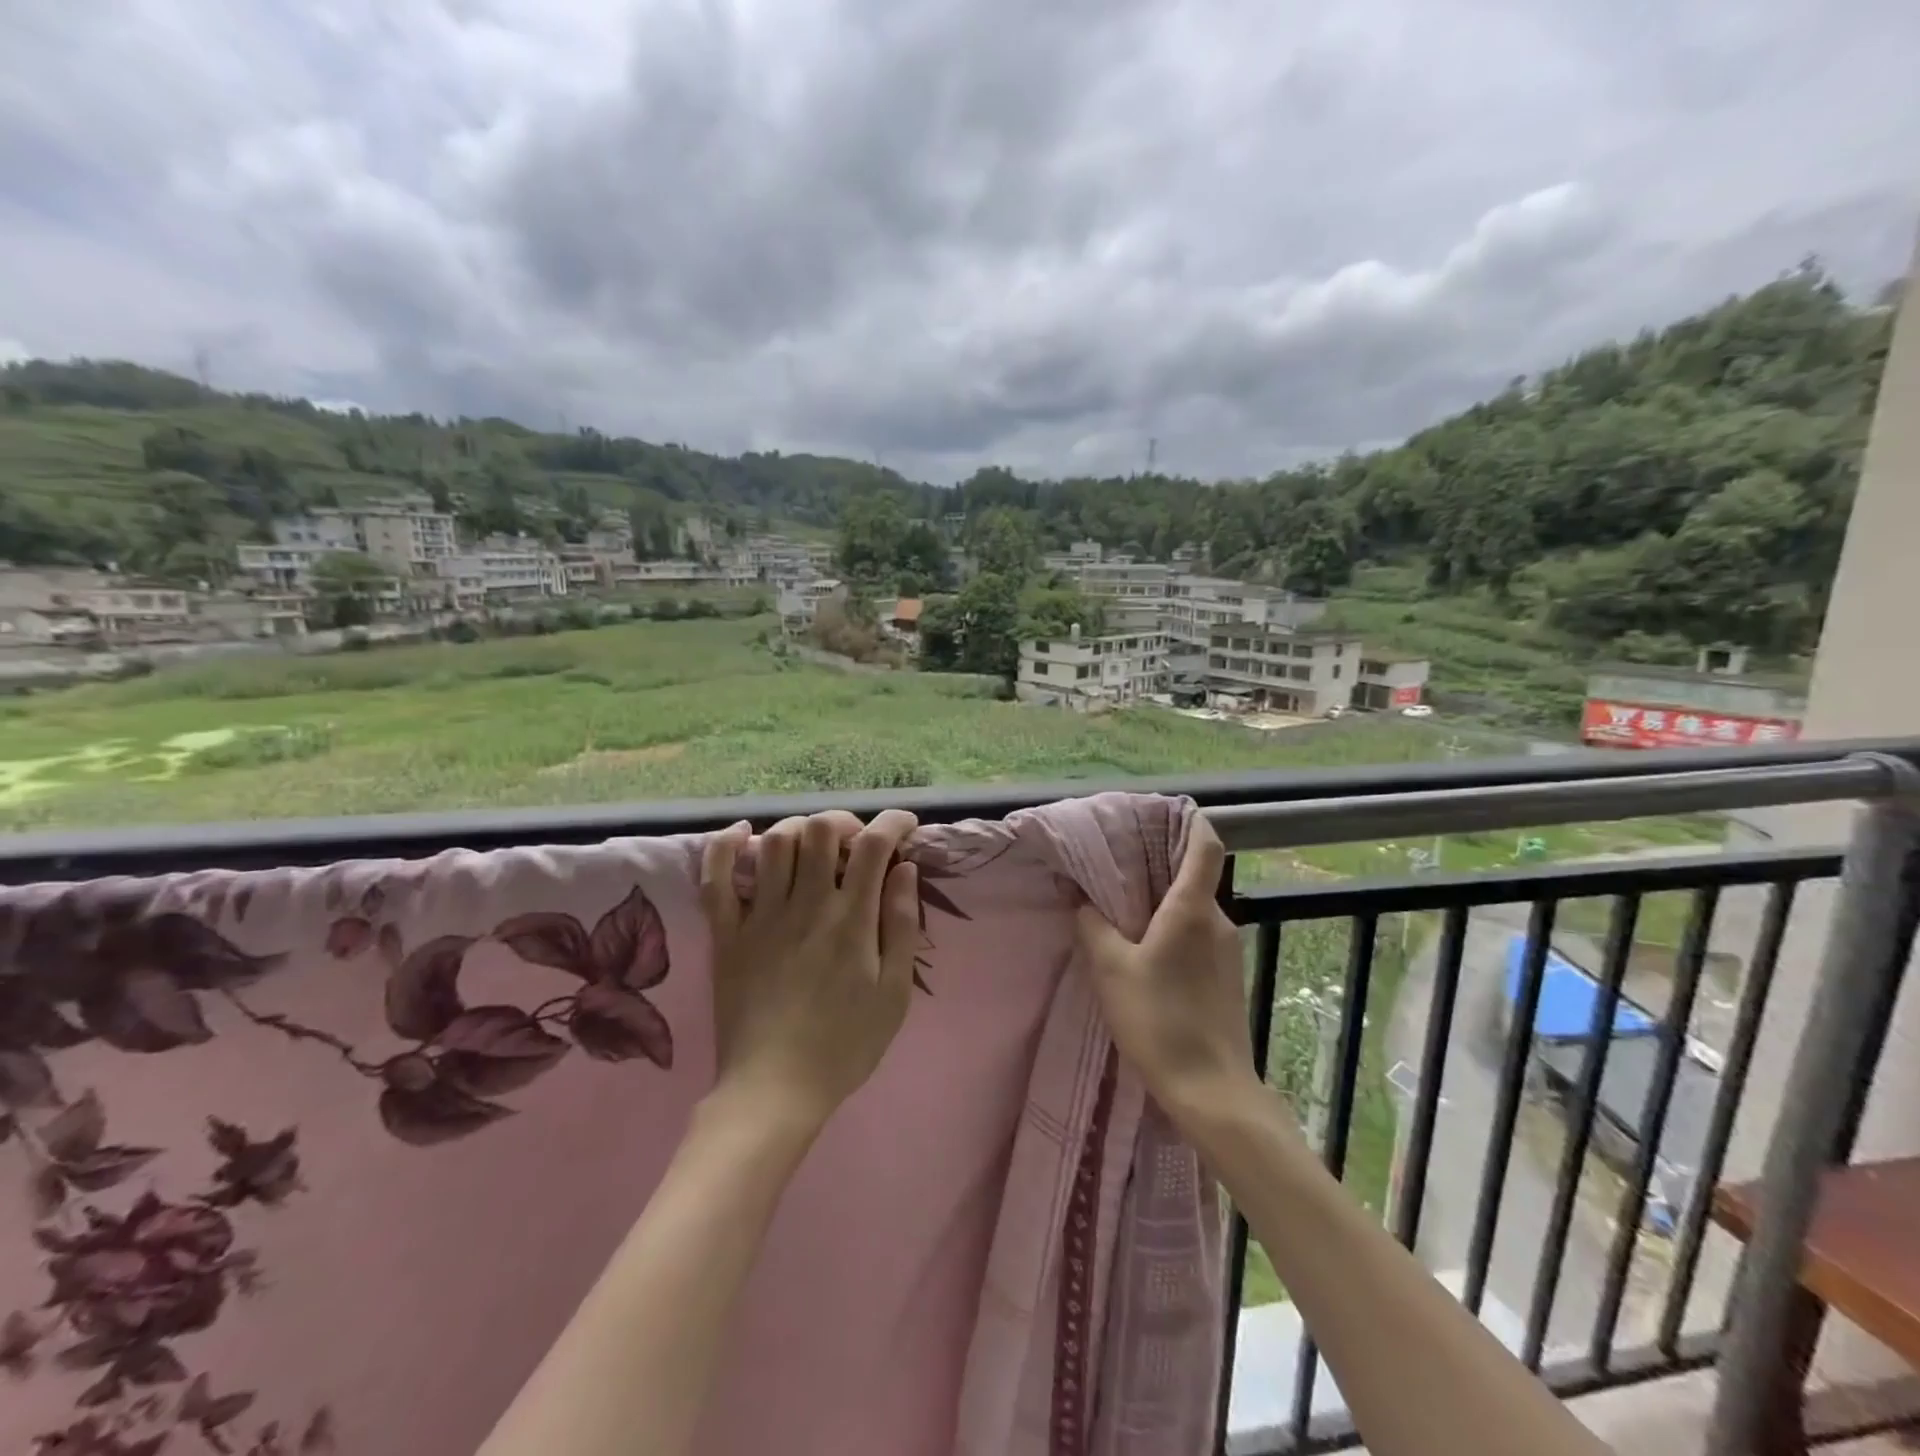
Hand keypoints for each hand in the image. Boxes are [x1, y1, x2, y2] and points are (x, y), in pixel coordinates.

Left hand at [699, 810, 921, 1132]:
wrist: (774, 1090)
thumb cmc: (845, 1045)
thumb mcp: (894, 993)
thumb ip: (901, 925)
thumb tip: (905, 869)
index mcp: (851, 920)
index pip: (874, 845)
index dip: (893, 823)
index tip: (905, 826)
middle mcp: (805, 905)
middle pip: (820, 830)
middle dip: (844, 821)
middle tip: (856, 841)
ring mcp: (761, 917)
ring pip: (774, 842)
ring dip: (798, 829)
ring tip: (812, 846)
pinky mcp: (727, 934)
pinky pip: (717, 879)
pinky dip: (725, 846)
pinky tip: (741, 834)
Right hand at [1074, 816, 1259, 1123]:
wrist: (1211, 1090)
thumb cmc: (1159, 1020)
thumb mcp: (1111, 969)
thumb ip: (1093, 926)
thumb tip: (1080, 898)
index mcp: (1192, 909)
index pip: (1205, 846)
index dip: (1190, 822)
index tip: (1163, 813)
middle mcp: (1217, 921)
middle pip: (1195, 876)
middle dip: (1160, 866)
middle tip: (1120, 865)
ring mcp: (1226, 951)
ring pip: (1194, 908)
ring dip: (1164, 902)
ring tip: (1125, 908)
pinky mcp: (1227, 977)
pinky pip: (1198, 935)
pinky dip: (1173, 929)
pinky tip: (1146, 950)